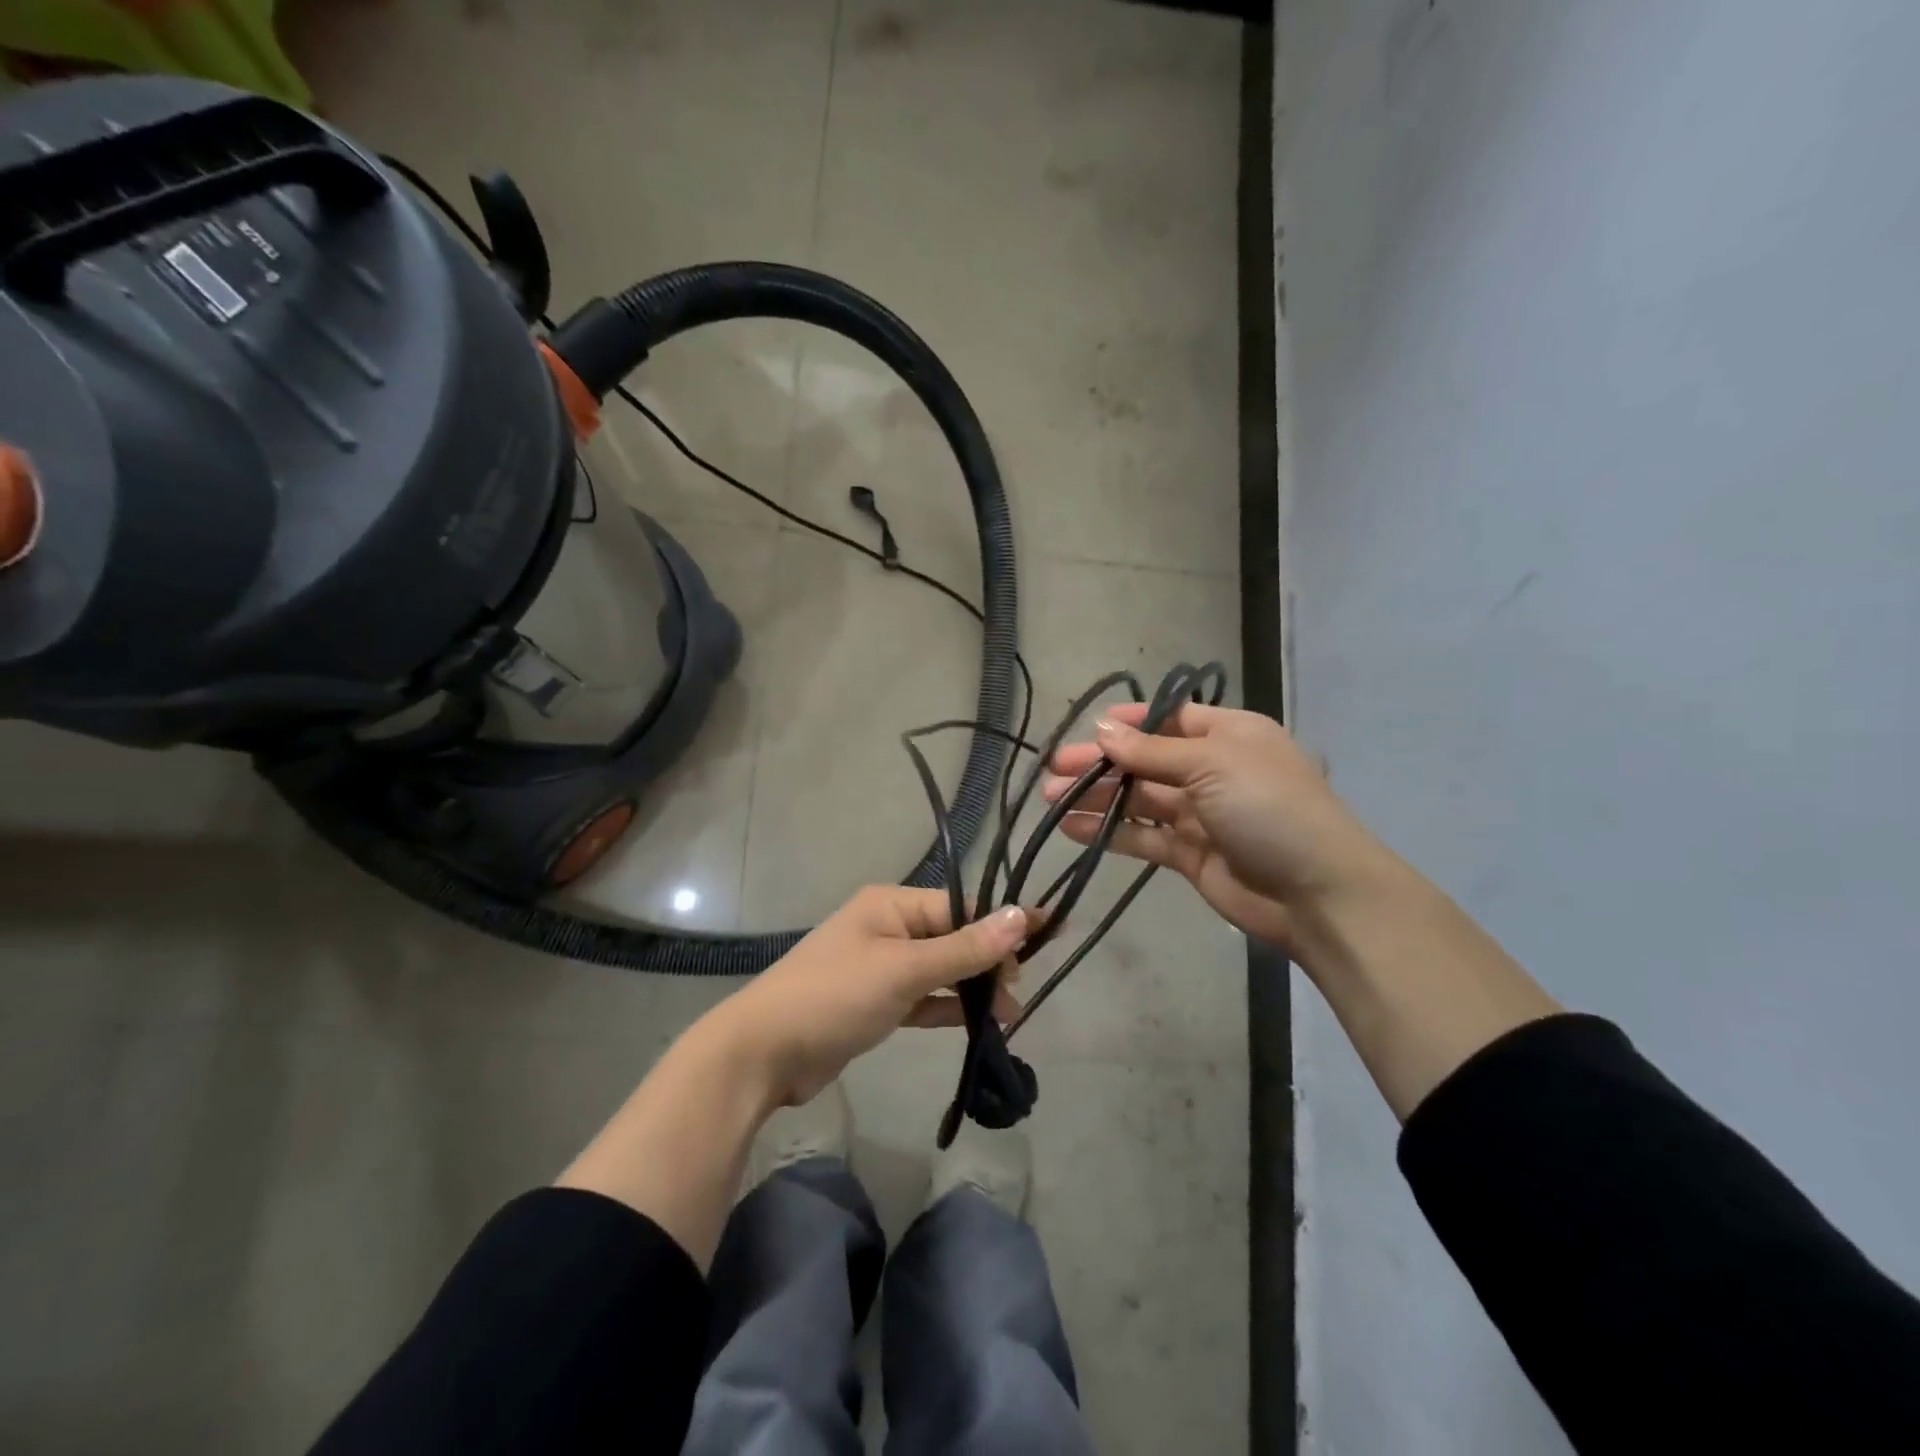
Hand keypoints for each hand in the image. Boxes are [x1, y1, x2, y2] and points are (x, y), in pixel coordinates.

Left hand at [709, 887, 1035, 1108]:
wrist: (762, 1054)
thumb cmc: (835, 996)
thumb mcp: (904, 969)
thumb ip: (965, 948)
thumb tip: (1021, 915)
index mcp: (891, 904)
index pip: (959, 906)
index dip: (1001, 923)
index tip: (1046, 937)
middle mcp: (887, 927)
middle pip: (952, 936)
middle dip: (988, 960)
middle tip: (1020, 991)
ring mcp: (880, 966)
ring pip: (940, 969)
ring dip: (972, 987)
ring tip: (1010, 1013)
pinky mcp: (875, 1003)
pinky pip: (922, 997)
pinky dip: (948, 1007)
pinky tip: (979, 1022)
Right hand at [1043, 702, 1390, 954]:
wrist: (1316, 892)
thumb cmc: (1268, 807)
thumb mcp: (1211, 763)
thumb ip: (1151, 750)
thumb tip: (1102, 729)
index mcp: (1229, 735)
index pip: (1171, 718)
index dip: (1129, 721)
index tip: (1088, 726)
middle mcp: (1212, 770)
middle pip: (1146, 760)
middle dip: (1102, 763)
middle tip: (1053, 769)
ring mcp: (1200, 814)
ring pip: (1138, 799)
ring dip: (1097, 797)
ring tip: (1051, 798)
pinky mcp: (1188, 855)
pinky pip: (1141, 835)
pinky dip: (1108, 830)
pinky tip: (1071, 827)